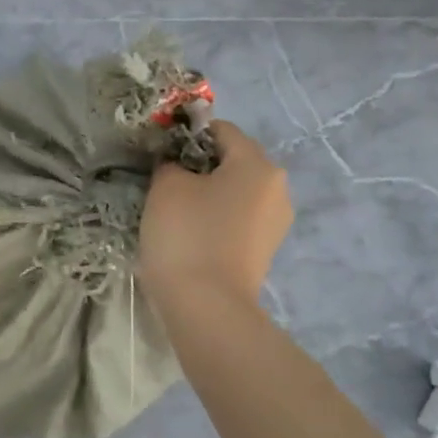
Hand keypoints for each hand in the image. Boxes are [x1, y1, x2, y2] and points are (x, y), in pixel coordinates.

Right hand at [138, 121, 291, 307]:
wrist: (207, 307)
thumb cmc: (187, 234)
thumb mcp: (166, 186)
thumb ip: (170, 163)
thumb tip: (176, 165)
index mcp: (258, 164)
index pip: (221, 130)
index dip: (187, 135)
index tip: (160, 153)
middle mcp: (277, 188)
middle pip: (233, 161)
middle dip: (198, 166)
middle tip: (164, 181)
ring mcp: (275, 223)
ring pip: (235, 192)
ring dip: (207, 194)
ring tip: (175, 211)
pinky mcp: (265, 250)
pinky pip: (238, 219)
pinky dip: (216, 219)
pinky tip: (190, 234)